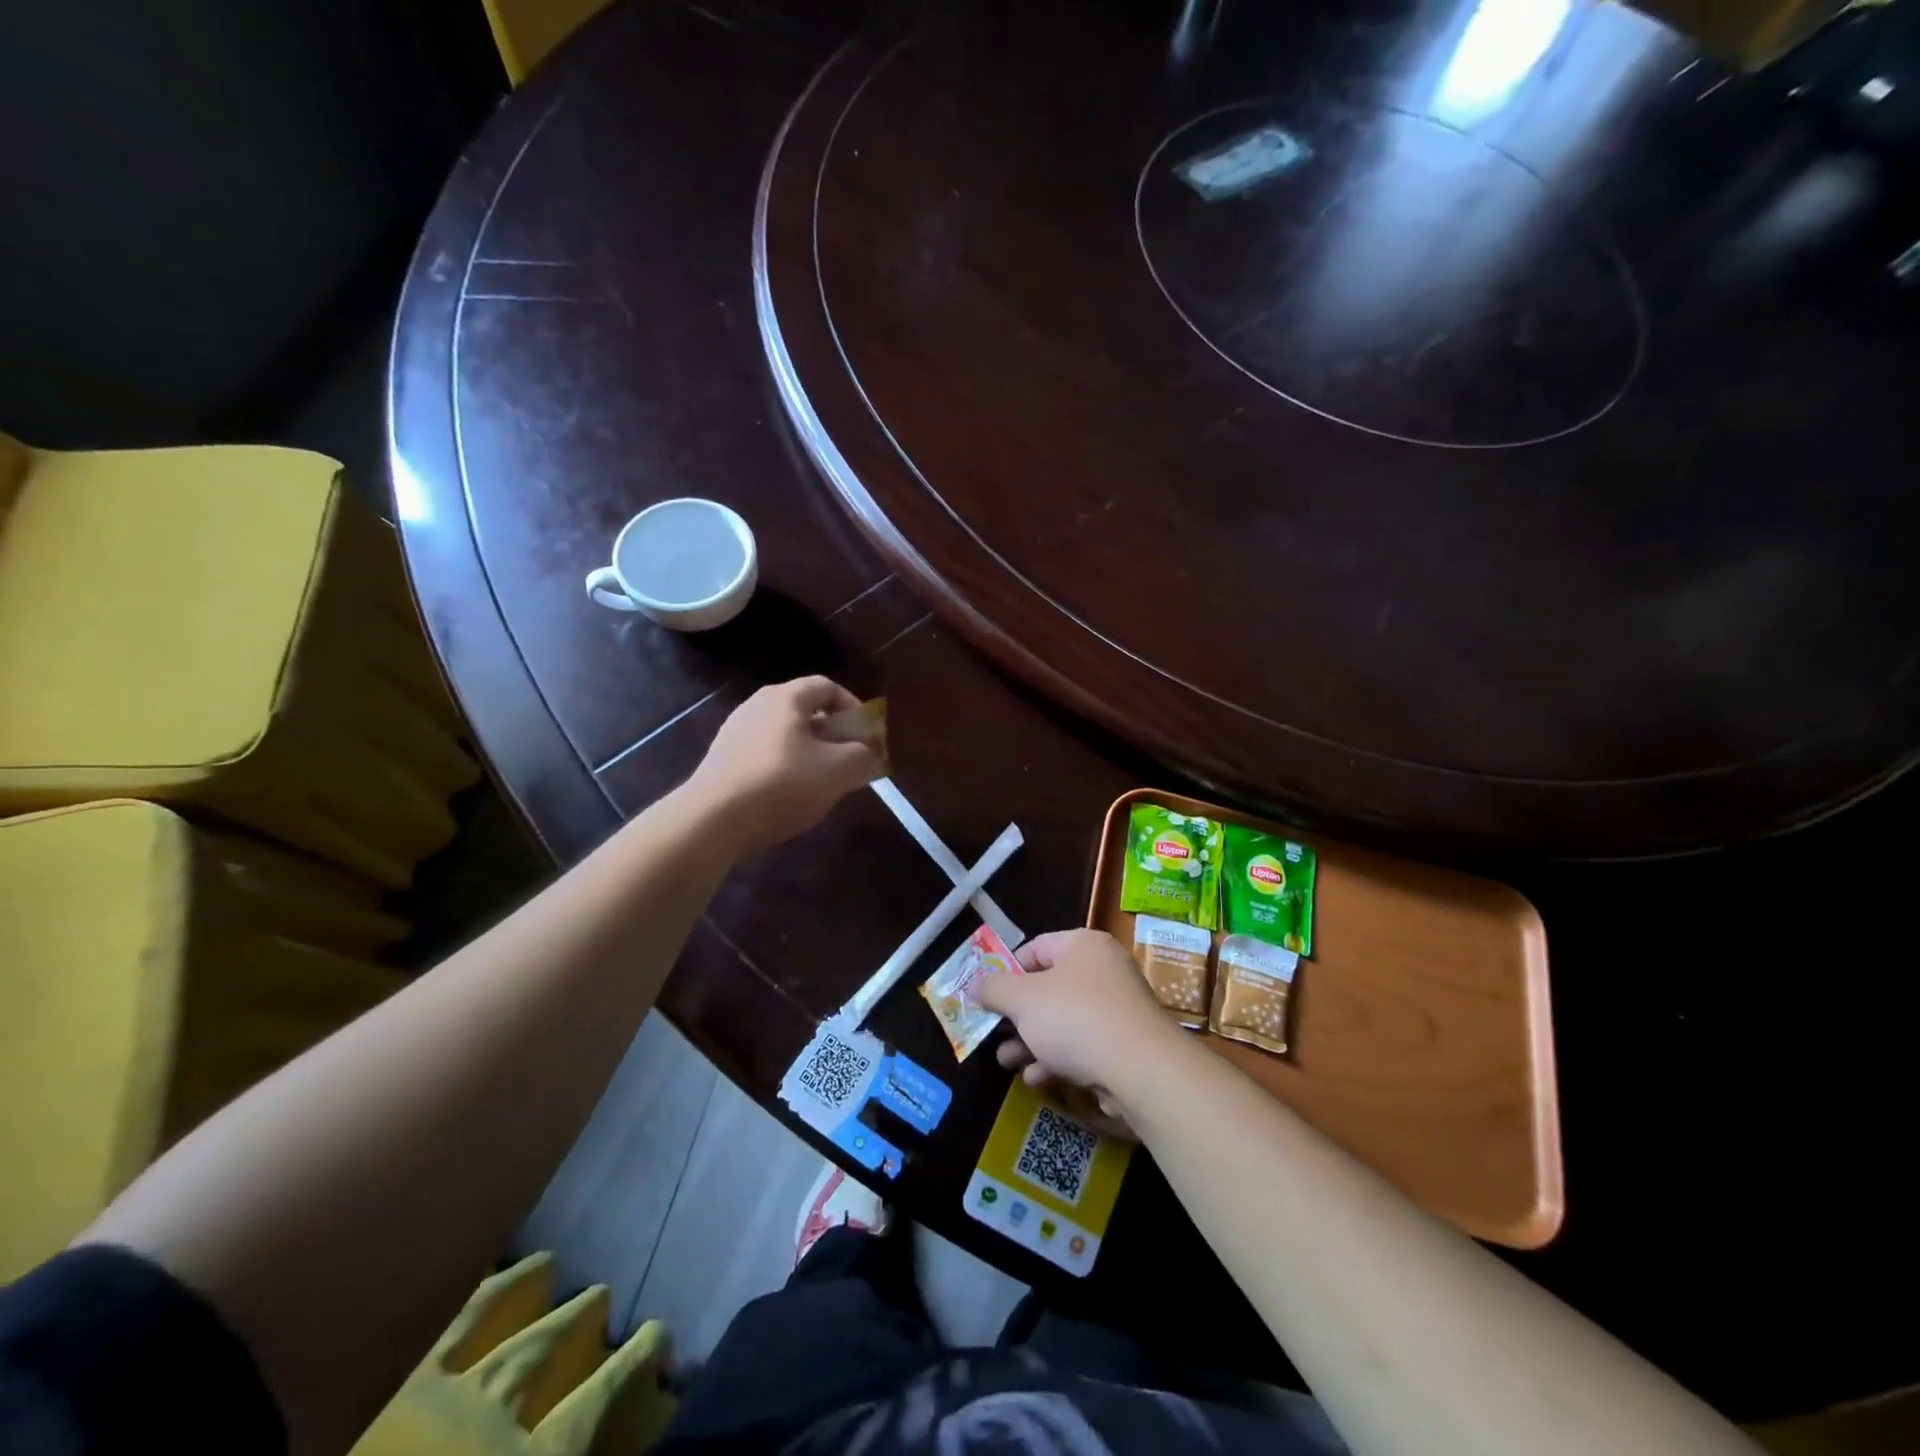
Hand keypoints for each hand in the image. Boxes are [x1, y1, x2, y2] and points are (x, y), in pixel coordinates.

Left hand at [684, 677, 881, 855]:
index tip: (865, 735)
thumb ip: (861, 756)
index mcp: (787, 697)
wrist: (713, 818)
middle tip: (847, 760)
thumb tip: (866, 752)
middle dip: (832, 734)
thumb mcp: (838, 771)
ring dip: (808, 752)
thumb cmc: (783, 784)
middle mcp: (758, 704)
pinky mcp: (722, 758)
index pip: (827, 686)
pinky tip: (788, 796)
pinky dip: (783, 767)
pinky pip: (764, 753)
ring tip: (820, 783)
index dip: (853, 707)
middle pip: (804, 710)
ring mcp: (735, 730)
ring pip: (784, 734)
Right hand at [977, 929, 1180, 1135]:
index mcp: (1083, 946)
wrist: (1142, 1071)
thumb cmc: (1075, 1019)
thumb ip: (994, 989)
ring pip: (1064, 1021)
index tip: (988, 997)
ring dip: (1031, 1042)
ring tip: (1008, 1063)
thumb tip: (975, 985)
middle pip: (1048, 988)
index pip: (1035, 948)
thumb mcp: (1022, 1000)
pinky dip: (1059, 1060)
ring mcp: (1119, 1009)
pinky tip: (1039, 1079)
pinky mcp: (1127, 1045)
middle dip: (1017, 1016)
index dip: (1007, 972)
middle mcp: (1105, 970)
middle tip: (994, 1035)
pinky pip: (1084, 1046)